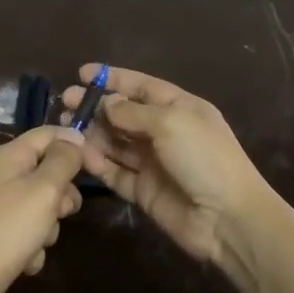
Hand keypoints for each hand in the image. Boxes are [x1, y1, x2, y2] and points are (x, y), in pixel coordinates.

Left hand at [0, 125, 86, 292]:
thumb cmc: (8, 230)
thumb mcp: (44, 189)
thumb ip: (63, 161)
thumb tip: (73, 139)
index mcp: (7, 156)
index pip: (47, 134)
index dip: (73, 143)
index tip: (98, 164)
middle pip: (44, 171)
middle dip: (61, 194)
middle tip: (63, 212)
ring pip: (37, 205)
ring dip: (47, 226)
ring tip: (39, 242)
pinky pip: (23, 231)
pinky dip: (30, 246)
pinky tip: (25, 261)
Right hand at [63, 64, 277, 270]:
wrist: (227, 218)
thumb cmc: (204, 158)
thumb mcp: (171, 123)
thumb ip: (133, 112)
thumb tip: (107, 104)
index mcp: (180, 108)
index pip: (141, 87)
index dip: (112, 78)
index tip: (82, 73)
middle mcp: (165, 132)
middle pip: (123, 114)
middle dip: (95, 106)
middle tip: (66, 103)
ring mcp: (153, 162)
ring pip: (115, 142)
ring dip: (92, 133)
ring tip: (66, 127)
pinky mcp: (143, 190)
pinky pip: (115, 171)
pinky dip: (98, 163)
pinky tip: (82, 155)